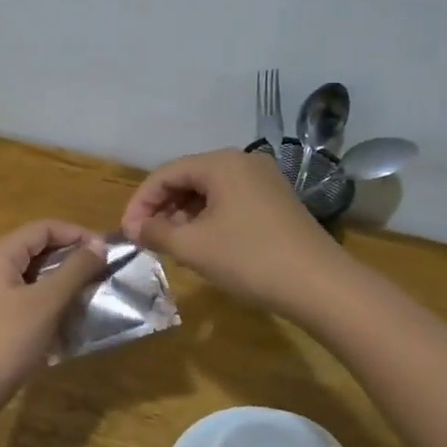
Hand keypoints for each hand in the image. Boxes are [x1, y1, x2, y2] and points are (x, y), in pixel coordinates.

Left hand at [0, 220, 108, 417]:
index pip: (44, 227)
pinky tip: (72, 313)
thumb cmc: (6, 340)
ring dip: (65, 279)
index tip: (107, 251)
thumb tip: (99, 245)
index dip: (77, 234)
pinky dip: (52, 298)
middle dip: (73, 256)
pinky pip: (30, 295)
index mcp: (1, 253)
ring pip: (36, 273)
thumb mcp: (46, 302)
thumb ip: (74, 270)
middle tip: (105, 271)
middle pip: (39, 248)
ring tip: (94, 291)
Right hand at [121, 147, 347, 318]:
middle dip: (162, 208)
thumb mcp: (194, 246)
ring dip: (184, 215)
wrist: (320, 285)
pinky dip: (208, 219)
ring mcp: (264, 181)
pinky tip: (202, 244)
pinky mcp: (276, 202)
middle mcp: (243, 162)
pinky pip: (230, 202)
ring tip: (171, 244)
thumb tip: (135, 228)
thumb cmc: (249, 258)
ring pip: (209, 191)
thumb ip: (157, 232)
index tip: (127, 232)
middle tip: (146, 239)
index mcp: (221, 163)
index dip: (141, 202)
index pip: (166, 173)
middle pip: (188, 178)